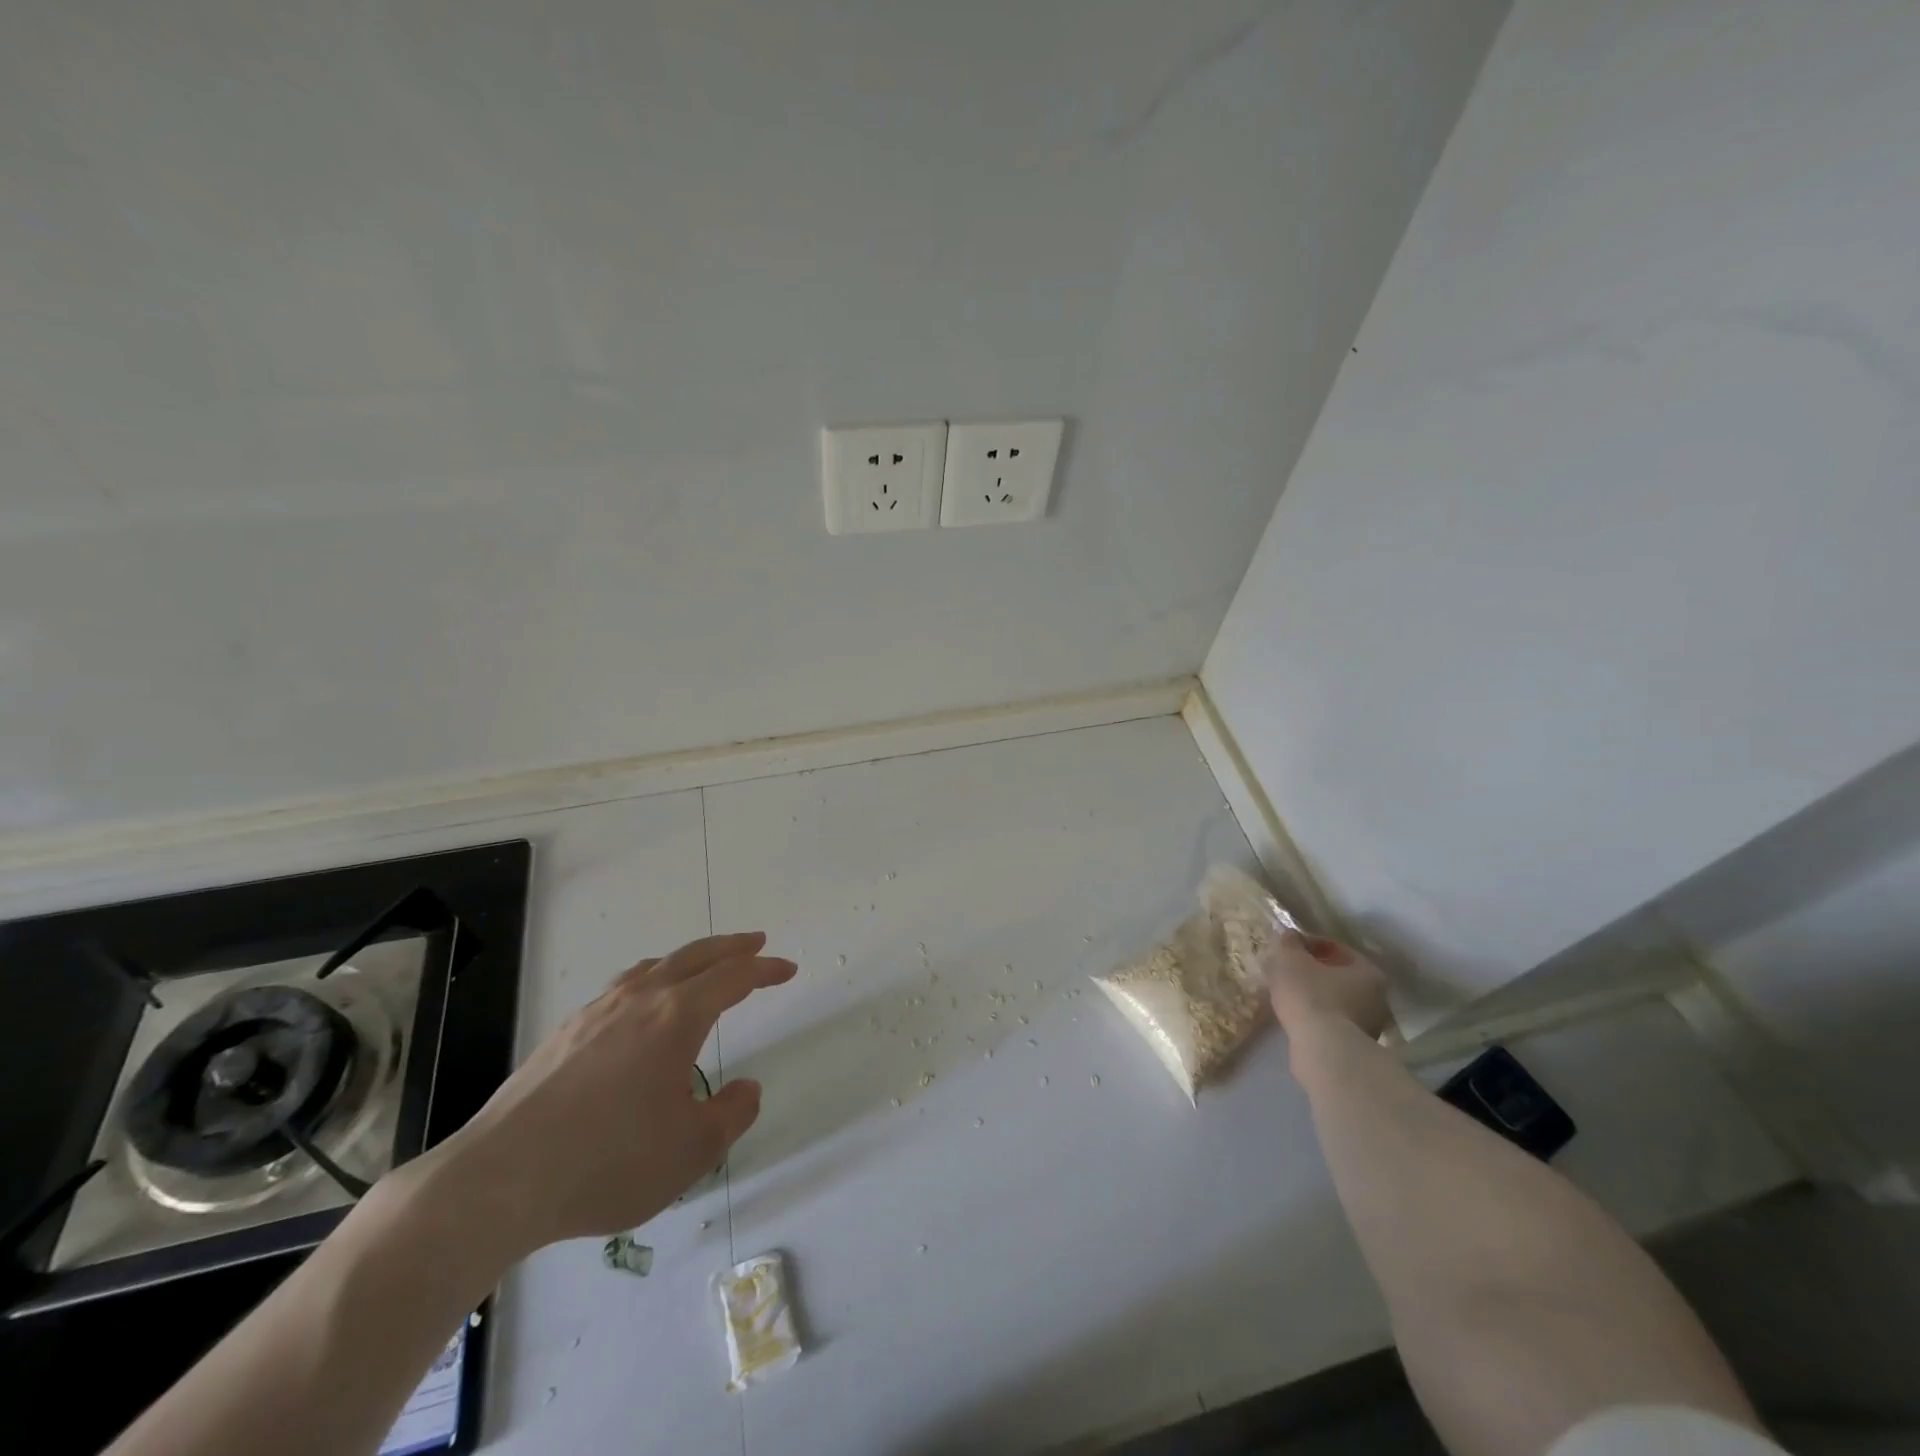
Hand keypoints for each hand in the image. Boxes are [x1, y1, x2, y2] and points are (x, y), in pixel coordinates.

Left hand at [425, 931, 795, 1256]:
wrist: (498, 1180)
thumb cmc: (608, 1161)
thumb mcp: (692, 1150)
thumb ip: (731, 1114)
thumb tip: (745, 1088)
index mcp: (676, 1017)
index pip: (732, 977)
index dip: (764, 969)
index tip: (787, 969)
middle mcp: (638, 1000)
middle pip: (694, 956)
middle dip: (730, 947)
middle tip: (755, 942)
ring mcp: (595, 1013)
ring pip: (653, 966)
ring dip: (687, 960)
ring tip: (701, 967)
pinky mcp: (563, 1034)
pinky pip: (621, 988)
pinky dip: (649, 980)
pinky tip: (639, 1007)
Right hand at [1264, 930, 1390, 1042]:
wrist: (1323, 1052)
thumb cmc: (1311, 996)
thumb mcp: (1290, 959)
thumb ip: (1290, 943)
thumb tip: (1292, 937)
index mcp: (1369, 972)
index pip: (1338, 948)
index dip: (1310, 943)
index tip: (1289, 948)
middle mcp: (1378, 999)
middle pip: (1340, 976)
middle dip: (1314, 971)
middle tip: (1288, 970)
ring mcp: (1371, 1027)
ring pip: (1337, 1000)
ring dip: (1316, 995)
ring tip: (1289, 995)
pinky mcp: (1356, 1048)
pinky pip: (1333, 1022)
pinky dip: (1317, 1017)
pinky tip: (1297, 1017)